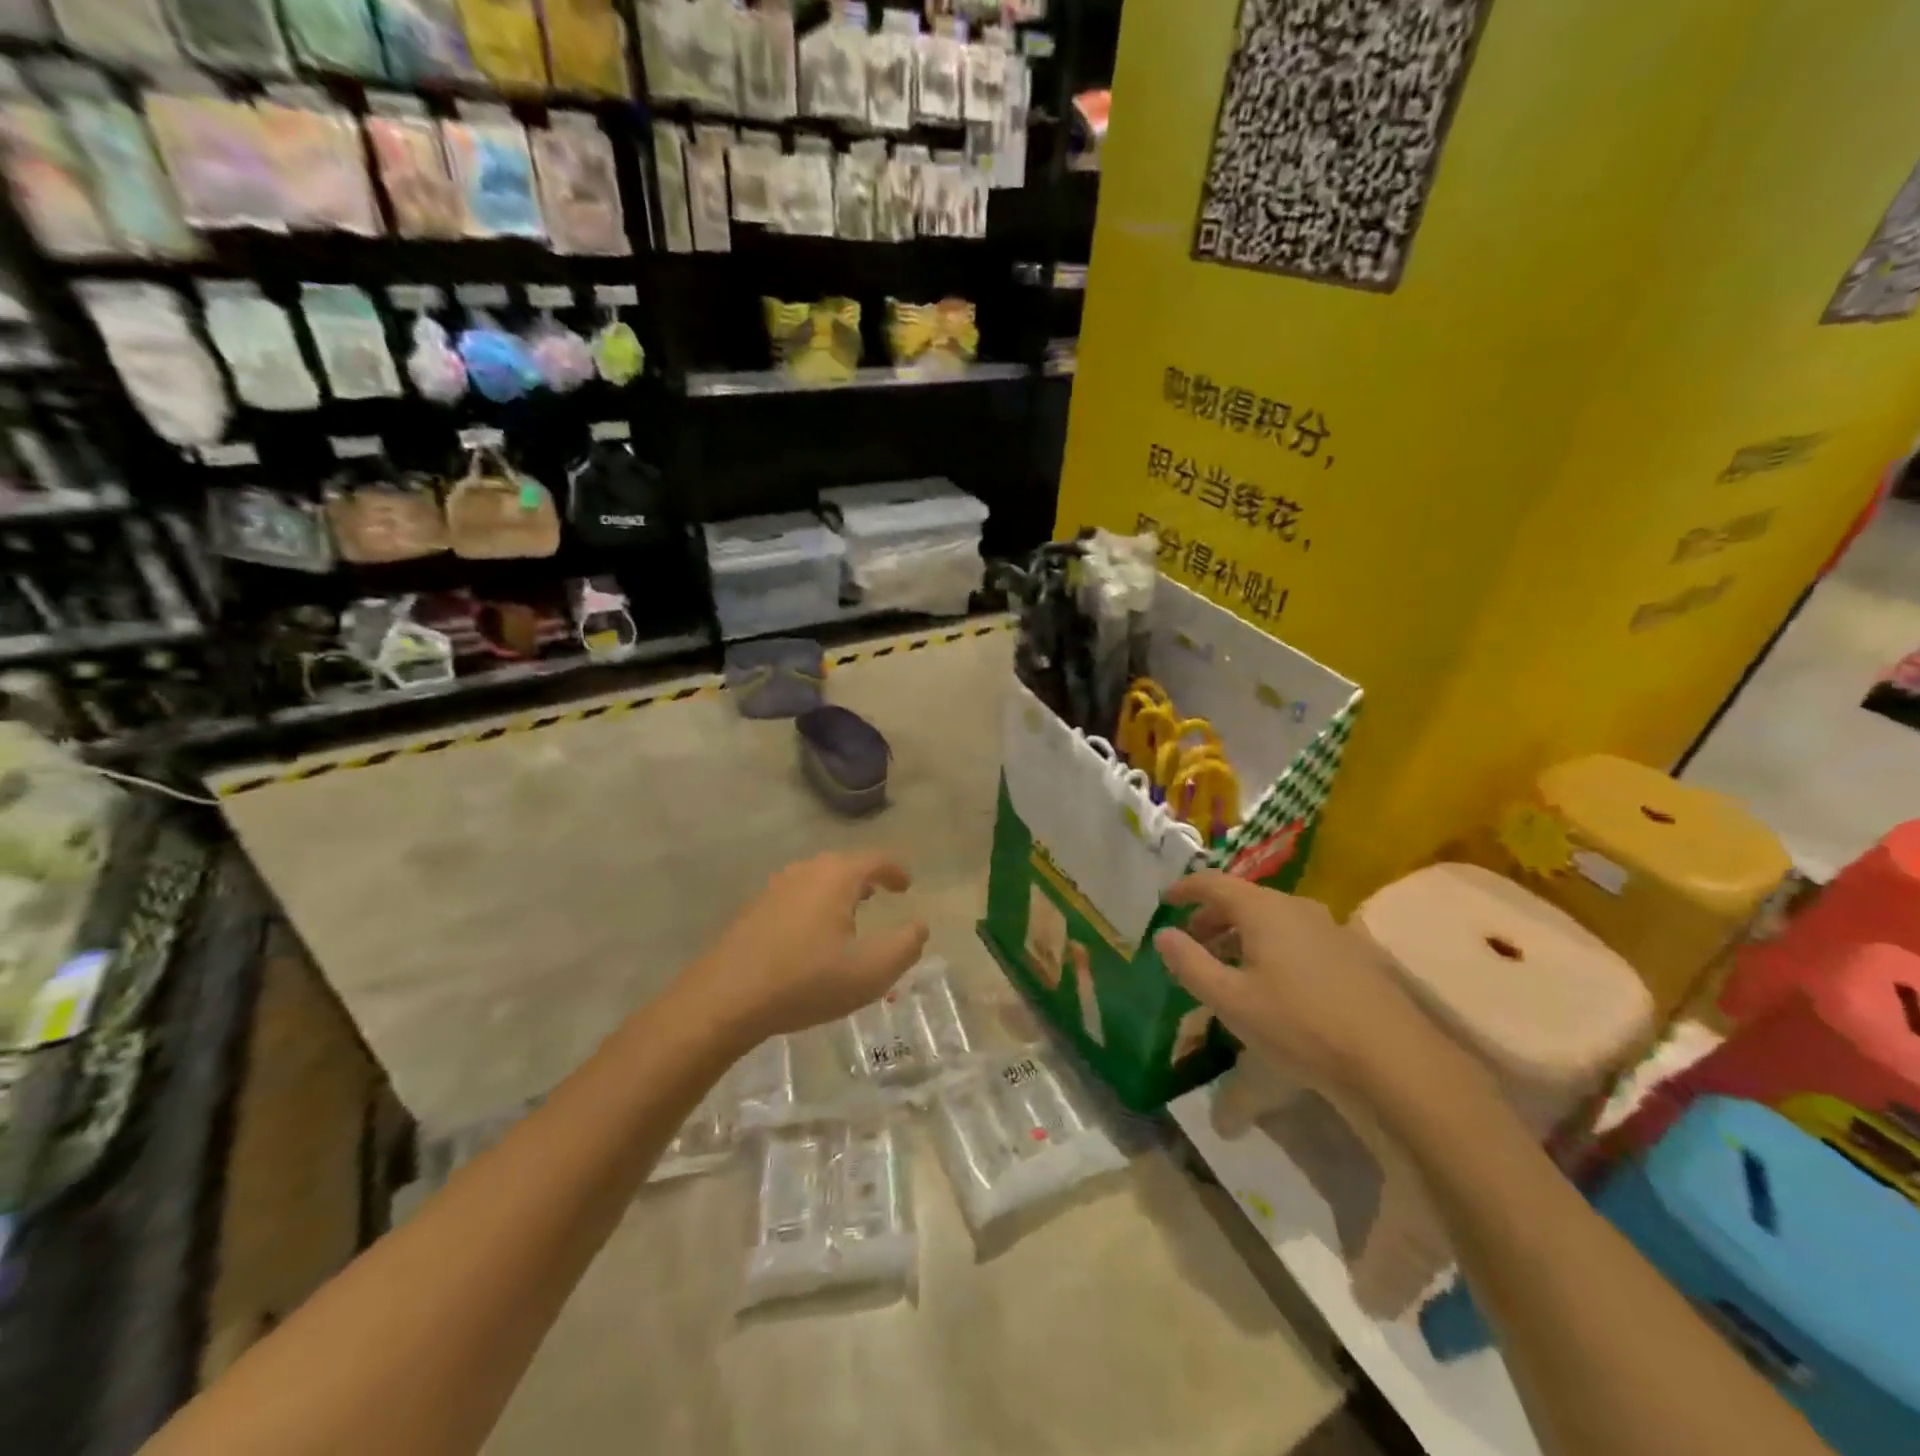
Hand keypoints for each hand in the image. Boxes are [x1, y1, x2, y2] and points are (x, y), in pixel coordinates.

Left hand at [682, 852, 928, 1045]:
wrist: (725, 998)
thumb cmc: (806, 981)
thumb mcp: (871, 971)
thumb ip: (906, 945)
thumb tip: (920, 925)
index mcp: (837, 877)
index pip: (876, 860)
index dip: (896, 870)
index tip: (907, 886)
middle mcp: (806, 871)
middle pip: (844, 864)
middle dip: (866, 877)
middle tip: (881, 895)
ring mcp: (776, 887)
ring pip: (818, 878)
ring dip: (839, 890)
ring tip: (850, 912)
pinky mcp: (755, 908)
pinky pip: (797, 895)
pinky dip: (815, 903)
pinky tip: (812, 933)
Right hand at [1153, 872, 1476, 1108]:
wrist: (1393, 1059)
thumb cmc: (1299, 1023)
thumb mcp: (1231, 1000)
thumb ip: (1190, 963)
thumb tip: (1163, 934)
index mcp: (1262, 909)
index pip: (1213, 882)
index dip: (1186, 888)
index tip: (1165, 899)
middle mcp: (1296, 906)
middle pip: (1244, 898)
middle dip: (1212, 916)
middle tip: (1191, 940)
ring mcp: (1329, 927)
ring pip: (1272, 918)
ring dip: (1242, 932)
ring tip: (1227, 963)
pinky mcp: (1352, 952)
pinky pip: (1297, 935)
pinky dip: (1271, 945)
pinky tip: (1273, 980)